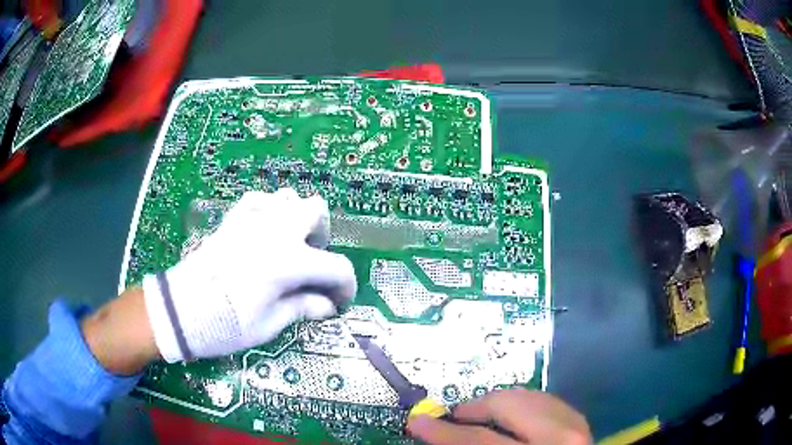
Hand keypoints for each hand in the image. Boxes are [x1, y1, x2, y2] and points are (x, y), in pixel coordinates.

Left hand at [142, 189, 356, 361]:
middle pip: (317, 211)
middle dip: (323, 237)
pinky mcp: (232, 219)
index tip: (338, 301)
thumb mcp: (269, 325)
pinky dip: (270, 210)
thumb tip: (327, 305)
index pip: (337, 266)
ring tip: (289, 246)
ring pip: (289, 197)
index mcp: (290, 262)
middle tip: (312, 264)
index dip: (345, 286)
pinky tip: (265, 230)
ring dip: (297, 219)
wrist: (180, 310)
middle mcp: (276, 231)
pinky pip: (260, 199)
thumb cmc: (226, 324)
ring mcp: (252, 219)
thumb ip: (302, 308)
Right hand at [407, 388, 591, 444]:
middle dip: (472, 408)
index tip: (418, 422)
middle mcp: (559, 438)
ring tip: (478, 417)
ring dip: (497, 405)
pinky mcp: (581, 423)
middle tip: (451, 418)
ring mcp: (576, 427)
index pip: (478, 441)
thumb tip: (443, 440)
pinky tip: (511, 417)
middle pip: (506, 406)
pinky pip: (546, 402)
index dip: (442, 432)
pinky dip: (522, 405)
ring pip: (527, 397)